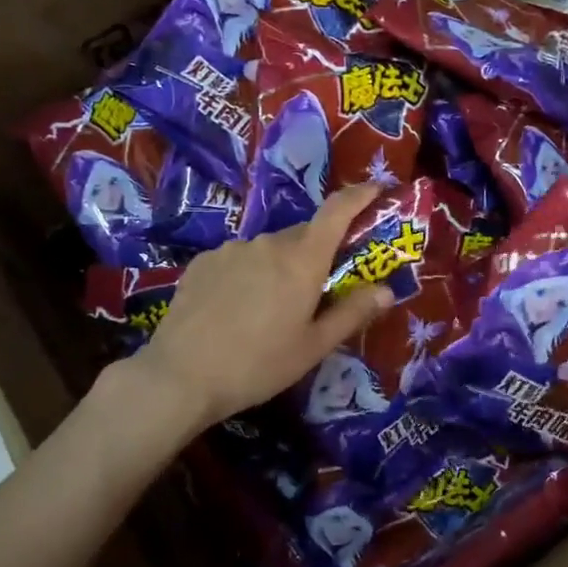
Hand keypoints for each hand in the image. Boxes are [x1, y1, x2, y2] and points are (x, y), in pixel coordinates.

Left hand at [131, 182, 393, 428]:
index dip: (359, 195)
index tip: (376, 189)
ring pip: (269, 249)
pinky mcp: (203, 262)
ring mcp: (231, 249)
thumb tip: (387, 291)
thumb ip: (352, 313)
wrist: (180, 376)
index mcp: (302, 260)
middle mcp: (268, 243)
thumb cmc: (258, 365)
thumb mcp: (313, 347)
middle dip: (318, 252)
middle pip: (304, 235)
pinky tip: (237, 308)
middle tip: (319, 288)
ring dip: (280, 266)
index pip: (337, 211)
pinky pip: (239, 259)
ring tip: (272, 308)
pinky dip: (249, 273)